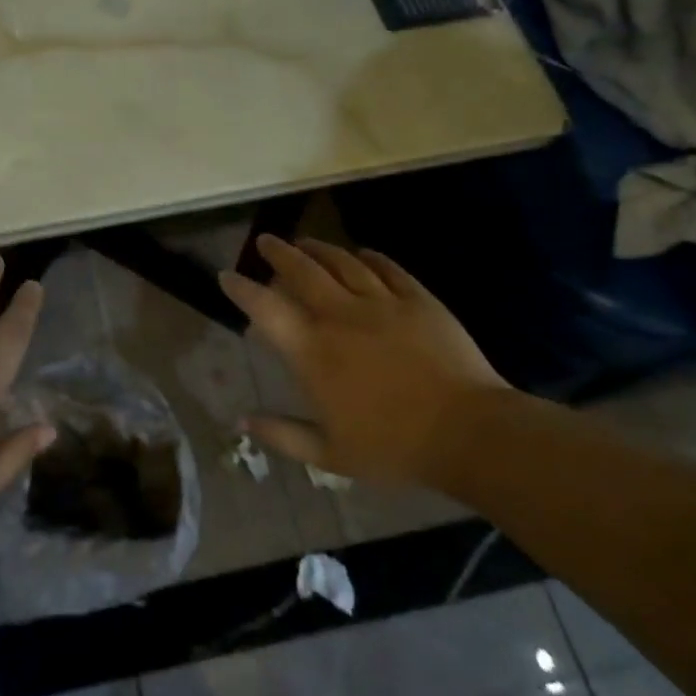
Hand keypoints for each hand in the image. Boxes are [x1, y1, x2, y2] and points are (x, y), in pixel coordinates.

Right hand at [218, 236, 507, 485]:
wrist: (468, 432)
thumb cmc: (392, 447)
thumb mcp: (329, 454)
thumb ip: (282, 434)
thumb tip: (242, 419)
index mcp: (313, 352)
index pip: (266, 309)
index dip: (242, 289)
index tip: (227, 275)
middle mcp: (340, 317)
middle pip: (302, 271)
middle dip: (279, 252)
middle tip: (266, 241)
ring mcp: (382, 303)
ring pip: (342, 262)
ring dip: (319, 249)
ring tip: (306, 241)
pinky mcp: (418, 300)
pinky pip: (388, 268)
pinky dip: (370, 257)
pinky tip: (362, 253)